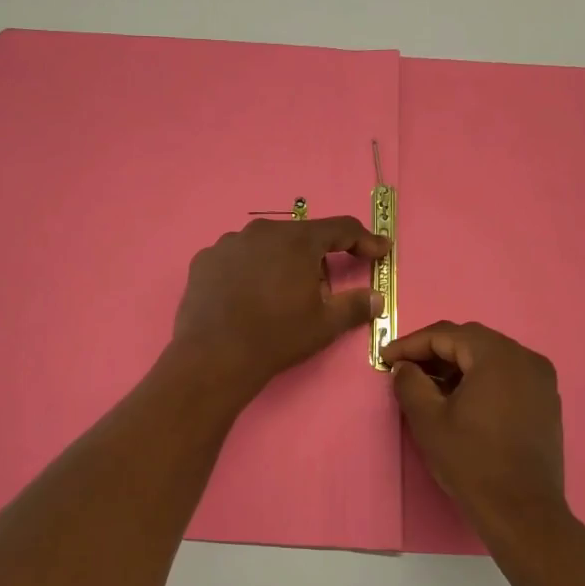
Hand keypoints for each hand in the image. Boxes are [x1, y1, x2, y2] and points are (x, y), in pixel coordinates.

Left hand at [170, 216, 389, 404]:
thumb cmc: (276, 337)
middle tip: (320, 288)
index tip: (380, 250)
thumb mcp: (324, 325)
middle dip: (315, 258)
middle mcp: (262, 231)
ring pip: (265, 246)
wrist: (214, 356)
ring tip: (278, 295)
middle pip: (299, 237)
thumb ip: (355, 306)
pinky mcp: (205, 260)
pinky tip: (246, 296)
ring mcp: (229, 243)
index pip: (340, 229)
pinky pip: (236, 259)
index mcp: (297, 241)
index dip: (364, 240)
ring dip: (278, 262)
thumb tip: (377, 298)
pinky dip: (247, 272)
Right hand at [382, 321, 579, 553]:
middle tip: (404, 368)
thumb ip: (410, 383)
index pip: (446, 334)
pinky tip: (460, 398)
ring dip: (457, 364)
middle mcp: (525, 358)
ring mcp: (541, 379)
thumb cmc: (471, 461)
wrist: (522, 511)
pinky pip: (507, 375)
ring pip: (490, 357)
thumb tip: (404, 367)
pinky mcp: (546, 401)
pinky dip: (480, 378)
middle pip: (471, 340)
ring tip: (428, 384)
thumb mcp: (428, 420)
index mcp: (497, 356)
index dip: (411, 343)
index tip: (385, 358)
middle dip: (434, 351)